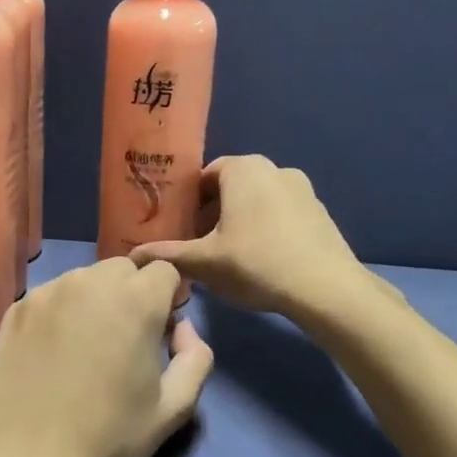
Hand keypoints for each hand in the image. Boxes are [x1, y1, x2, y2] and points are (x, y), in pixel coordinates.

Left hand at [0, 257, 212, 456]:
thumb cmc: (108, 437)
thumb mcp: (174, 408)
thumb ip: (196, 357)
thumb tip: (182, 329)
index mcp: (135, 301)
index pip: (164, 270)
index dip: (168, 298)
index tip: (159, 332)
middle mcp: (89, 283)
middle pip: (122, 268)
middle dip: (131, 293)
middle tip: (124, 340)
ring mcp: (46, 293)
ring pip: (84, 279)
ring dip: (95, 300)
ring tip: (86, 346)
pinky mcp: (16, 310)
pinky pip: (51, 296)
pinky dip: (61, 312)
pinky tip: (54, 352)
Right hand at [130, 155, 366, 320]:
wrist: (325, 288)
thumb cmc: (256, 263)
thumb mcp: (203, 262)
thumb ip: (166, 255)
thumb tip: (131, 258)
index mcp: (244, 168)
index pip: (204, 177)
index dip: (187, 204)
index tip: (179, 230)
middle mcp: (274, 168)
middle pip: (230, 188)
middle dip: (211, 215)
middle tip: (199, 247)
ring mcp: (302, 189)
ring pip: (256, 202)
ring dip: (238, 223)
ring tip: (228, 259)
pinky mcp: (319, 212)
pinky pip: (281, 214)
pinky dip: (265, 230)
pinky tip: (261, 263)